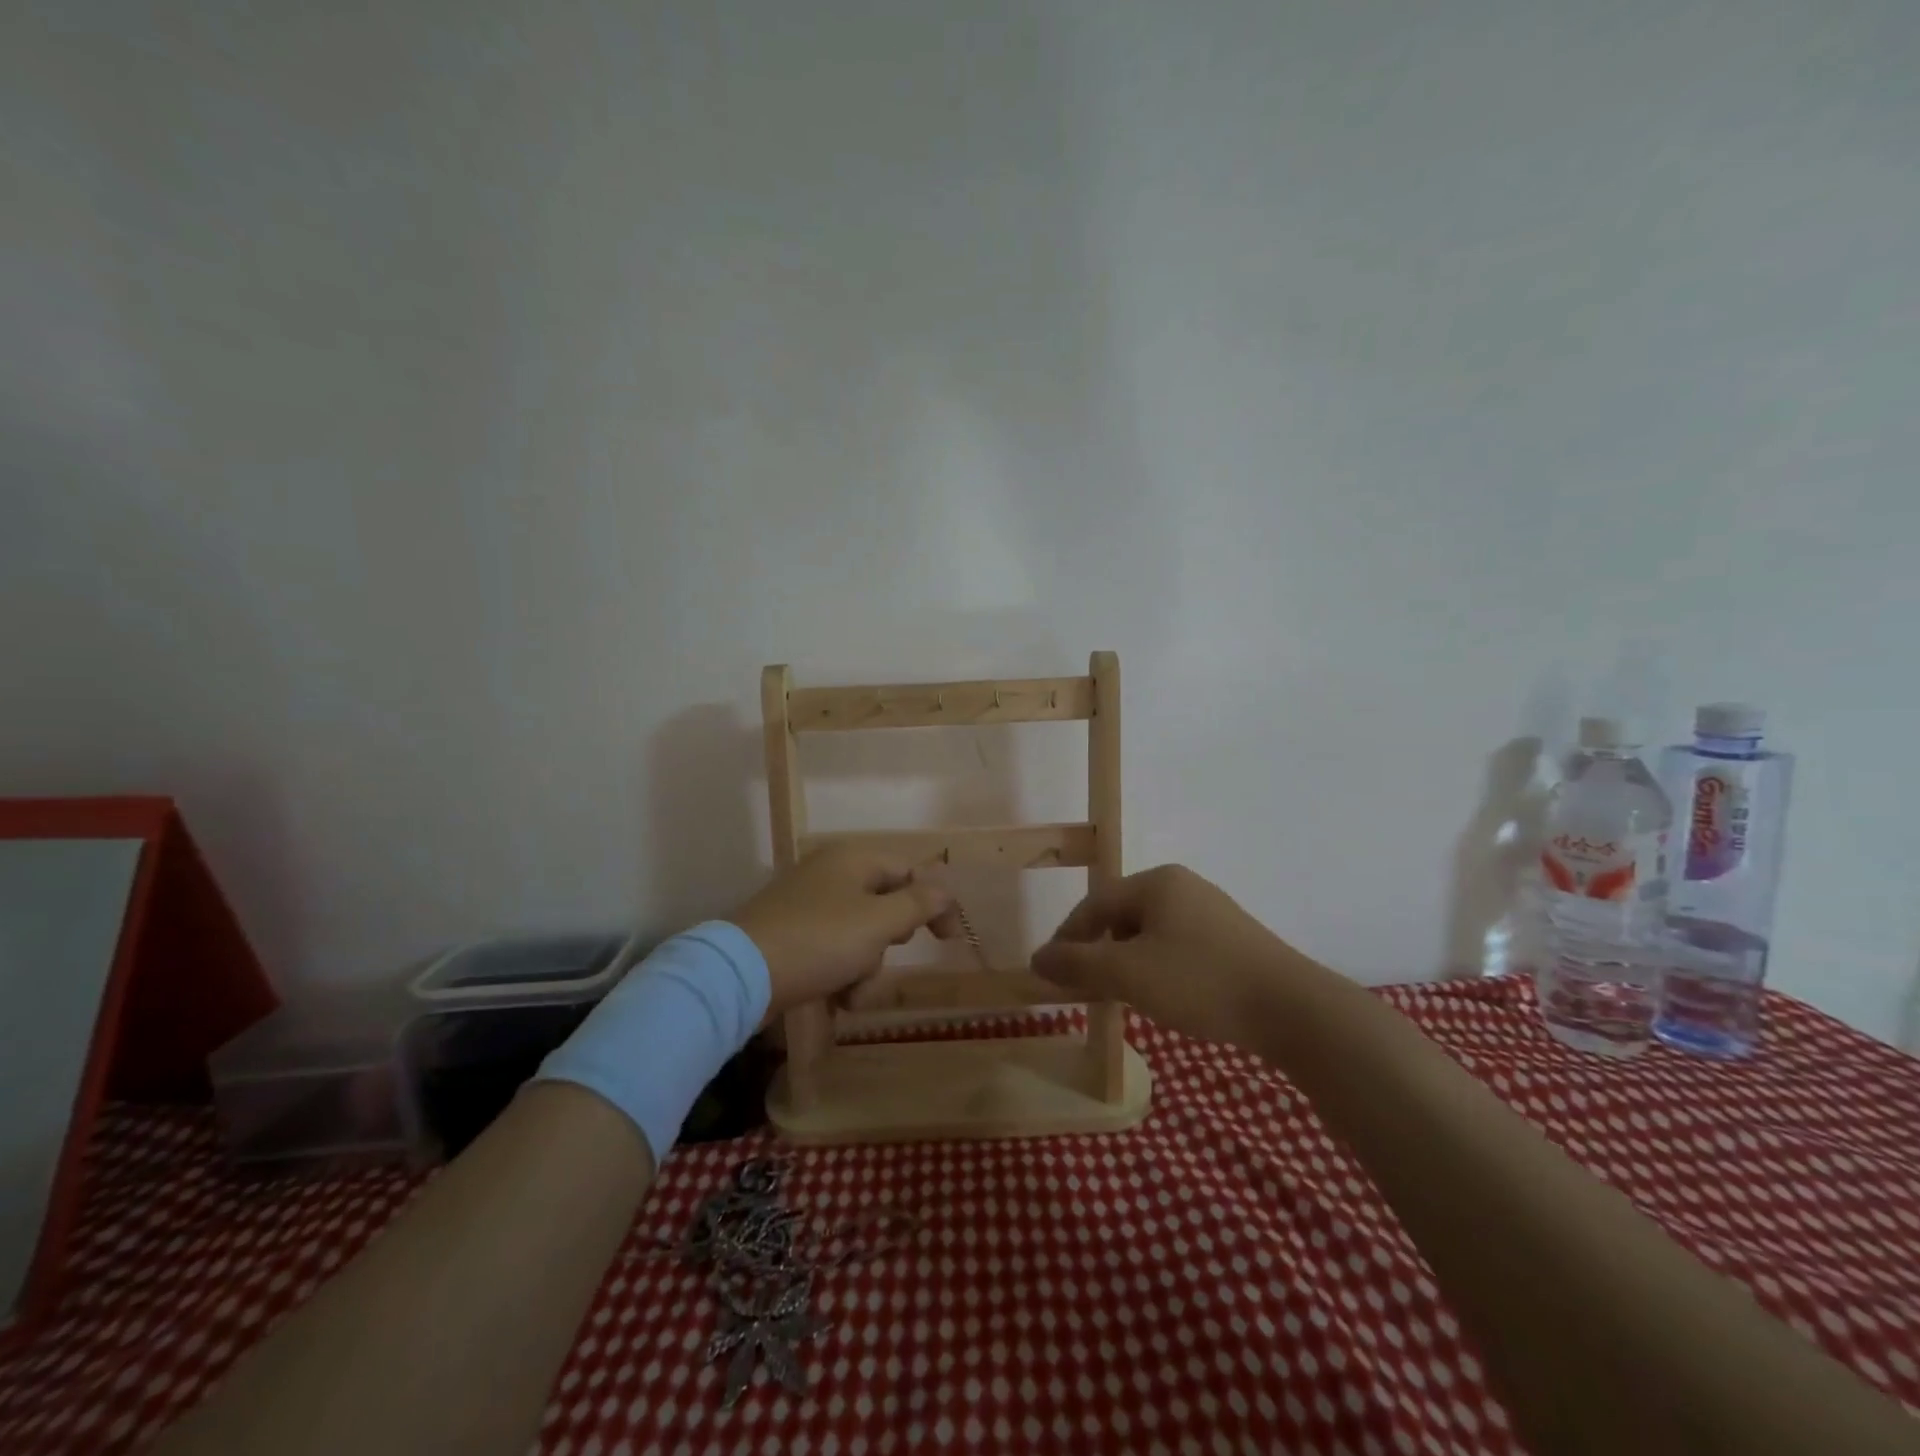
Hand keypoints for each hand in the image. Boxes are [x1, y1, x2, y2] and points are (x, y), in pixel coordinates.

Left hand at [731, 844, 959, 1016]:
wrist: (741, 974)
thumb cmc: (820, 940)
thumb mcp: (879, 922)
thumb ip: (918, 904)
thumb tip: (945, 891)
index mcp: (853, 859)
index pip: (910, 872)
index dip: (935, 904)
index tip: (949, 941)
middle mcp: (831, 874)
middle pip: (884, 906)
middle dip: (889, 942)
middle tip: (882, 955)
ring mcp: (808, 905)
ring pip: (861, 936)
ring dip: (865, 968)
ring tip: (851, 991)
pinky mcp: (791, 936)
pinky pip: (833, 952)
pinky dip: (840, 975)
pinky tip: (834, 999)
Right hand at [1032, 864, 1317, 1048]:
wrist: (1291, 1009)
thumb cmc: (1200, 981)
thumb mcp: (1128, 974)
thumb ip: (1077, 964)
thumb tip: (1037, 958)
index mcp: (1156, 882)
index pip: (1095, 904)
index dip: (1068, 937)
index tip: (1052, 972)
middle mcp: (1183, 886)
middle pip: (1122, 916)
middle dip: (1100, 952)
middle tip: (1088, 989)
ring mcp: (1212, 911)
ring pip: (1151, 934)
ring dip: (1128, 963)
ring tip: (1125, 997)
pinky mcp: (1233, 939)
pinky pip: (1179, 947)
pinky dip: (1159, 969)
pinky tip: (1167, 997)